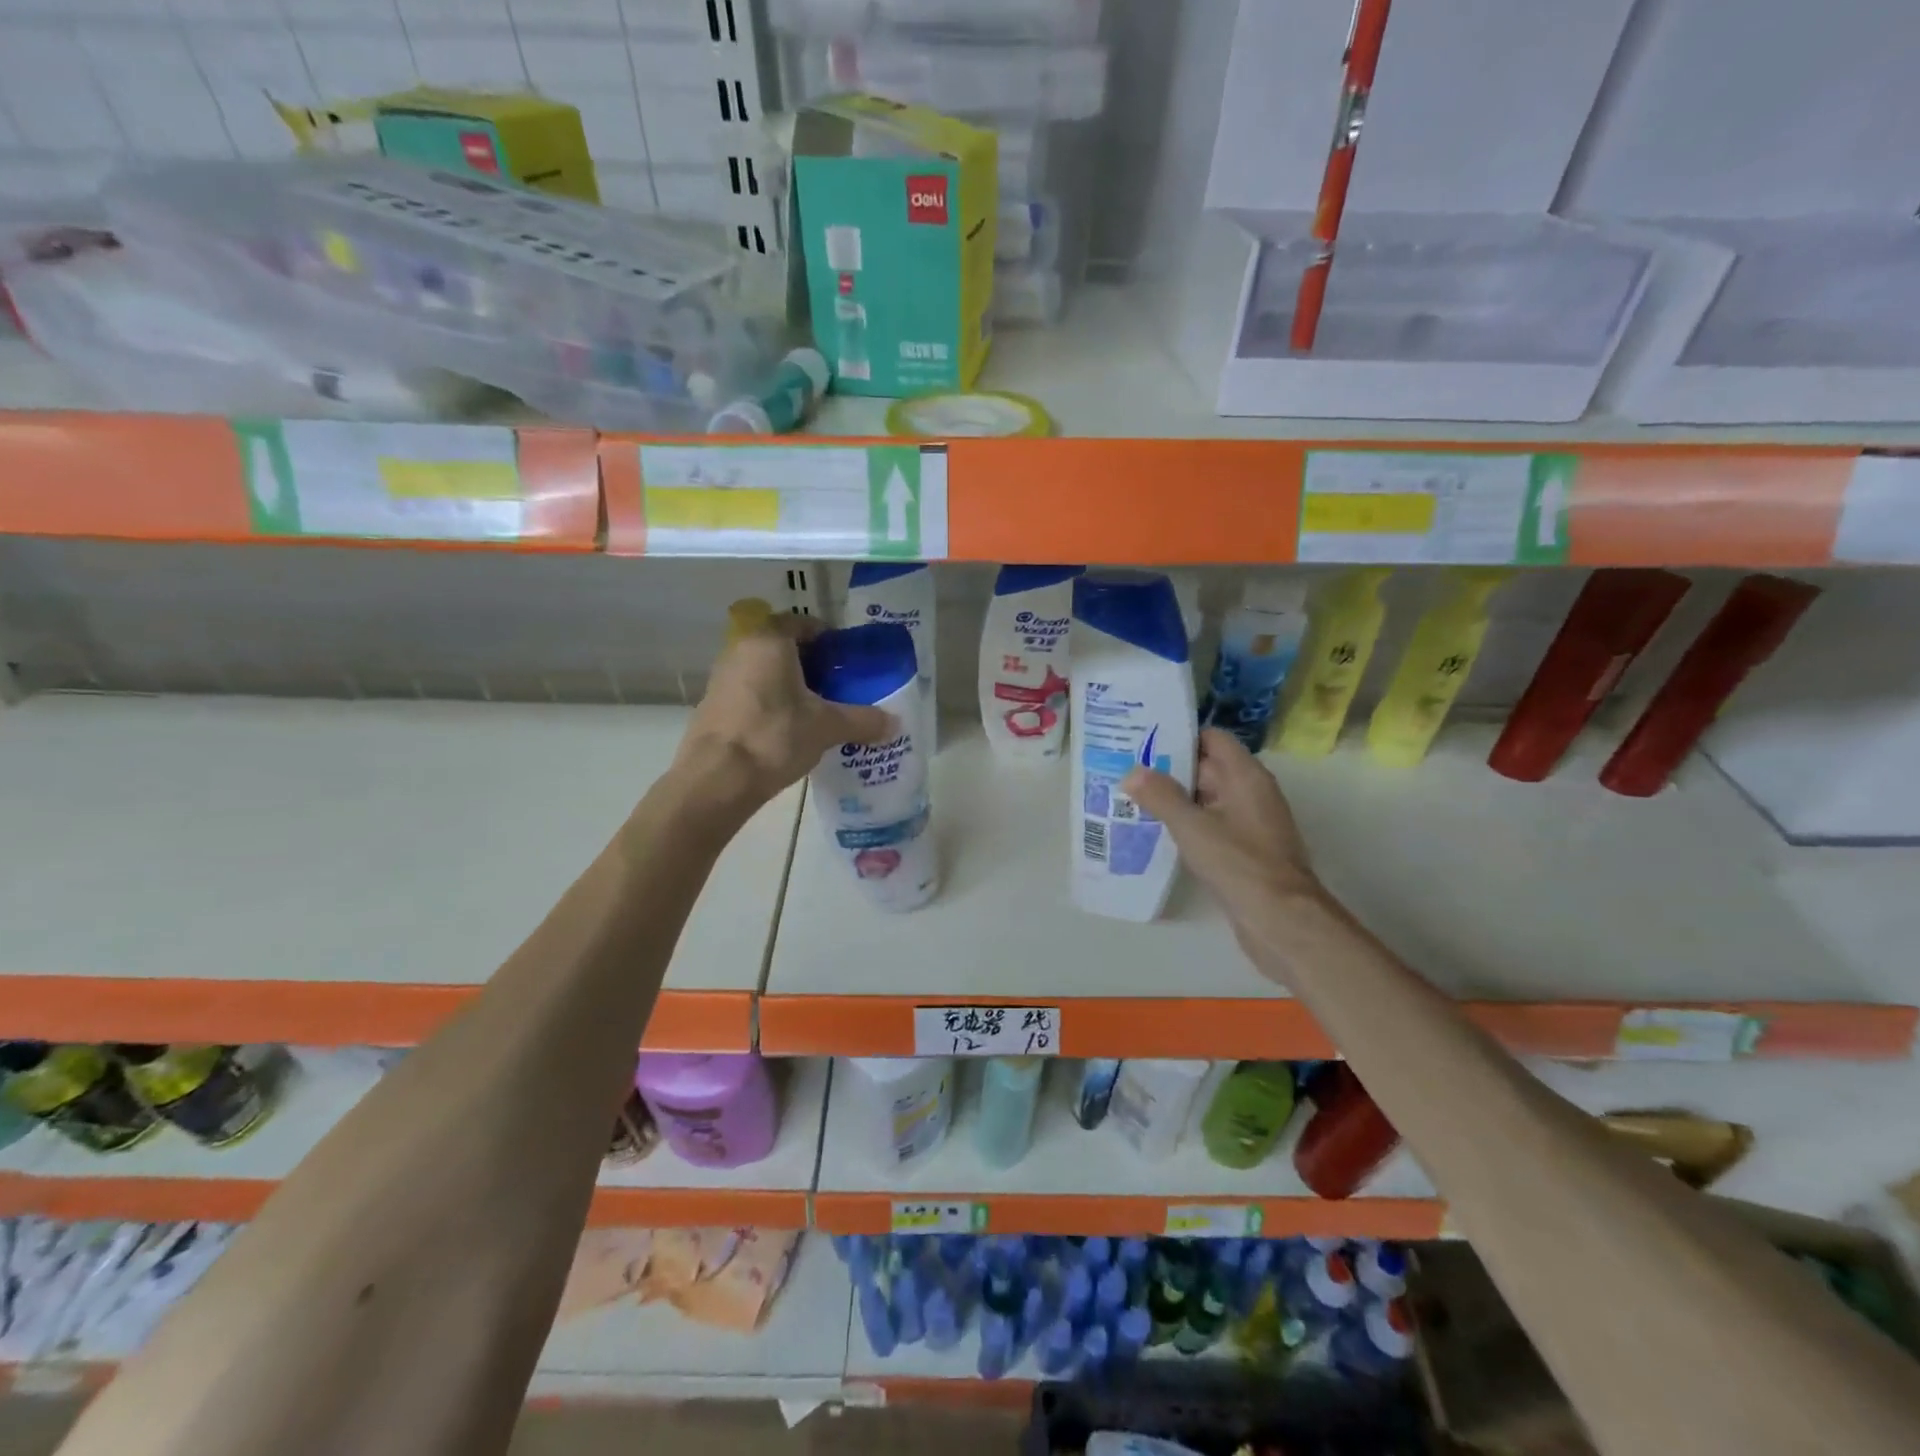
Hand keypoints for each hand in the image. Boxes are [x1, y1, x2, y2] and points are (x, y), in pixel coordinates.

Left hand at [675, 615, 896, 811]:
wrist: (717, 779)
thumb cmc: (775, 737)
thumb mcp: (827, 727)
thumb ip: (863, 720)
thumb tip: (895, 723)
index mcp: (769, 641)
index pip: (801, 623)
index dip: (827, 637)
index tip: (846, 658)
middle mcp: (741, 651)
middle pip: (783, 648)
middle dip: (812, 664)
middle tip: (839, 686)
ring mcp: (722, 679)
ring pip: (765, 673)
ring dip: (790, 686)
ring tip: (818, 710)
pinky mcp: (713, 707)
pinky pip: (751, 695)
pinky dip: (772, 704)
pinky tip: (790, 730)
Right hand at [1122, 728, 1322, 934]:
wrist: (1281, 921)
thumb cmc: (1239, 864)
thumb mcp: (1193, 827)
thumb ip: (1161, 796)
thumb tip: (1132, 772)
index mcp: (1246, 776)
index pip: (1212, 739)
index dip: (1179, 736)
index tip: (1144, 740)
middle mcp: (1250, 792)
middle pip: (1207, 767)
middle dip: (1169, 768)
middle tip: (1126, 768)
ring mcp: (1249, 823)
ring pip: (1206, 798)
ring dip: (1174, 798)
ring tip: (1130, 797)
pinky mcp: (1243, 850)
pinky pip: (1210, 824)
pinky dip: (1186, 823)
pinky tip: (1155, 830)